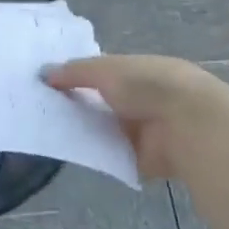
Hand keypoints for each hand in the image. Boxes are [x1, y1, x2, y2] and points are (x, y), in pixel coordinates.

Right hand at [43, 55, 228, 181]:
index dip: (76, 77)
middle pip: (101, 103)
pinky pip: (112, 156)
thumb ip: (74, 72)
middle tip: (41, 110)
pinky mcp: (143, 159)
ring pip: (105, 130)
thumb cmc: (147, 86)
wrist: (187, 125)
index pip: (102, 73)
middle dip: (77, 106)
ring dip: (85, 131)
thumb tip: (43, 73)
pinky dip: (95, 155)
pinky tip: (69, 154)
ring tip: (47, 132)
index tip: (47, 84)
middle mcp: (141, 99)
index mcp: (138, 71)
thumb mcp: (105, 69)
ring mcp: (143, 130)